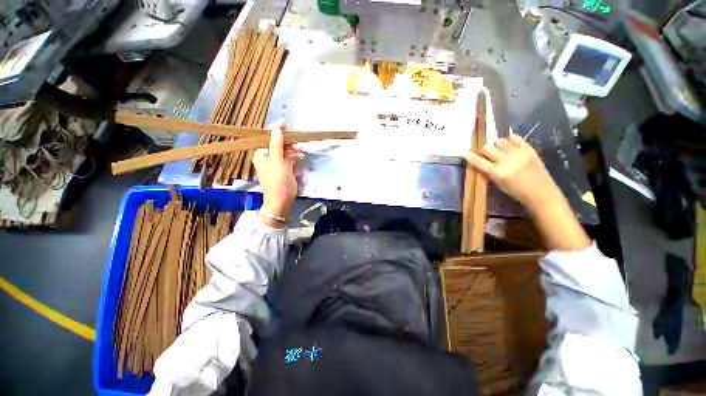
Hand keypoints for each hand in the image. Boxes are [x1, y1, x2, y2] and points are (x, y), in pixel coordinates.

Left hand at [253, 121, 304, 224]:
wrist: (282, 200)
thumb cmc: (277, 181)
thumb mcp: (277, 161)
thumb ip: (277, 144)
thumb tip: (276, 128)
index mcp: (261, 154)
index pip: (268, 139)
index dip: (276, 131)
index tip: (286, 124)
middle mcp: (267, 157)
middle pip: (277, 144)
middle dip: (287, 142)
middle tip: (296, 141)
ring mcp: (276, 164)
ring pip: (285, 151)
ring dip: (292, 150)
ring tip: (299, 151)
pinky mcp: (284, 169)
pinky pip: (289, 159)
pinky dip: (294, 157)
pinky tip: (300, 157)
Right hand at [465, 132, 558, 211]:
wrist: (540, 192)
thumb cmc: (515, 191)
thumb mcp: (497, 183)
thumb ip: (487, 171)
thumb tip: (478, 161)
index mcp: (498, 173)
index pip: (479, 162)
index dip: (470, 156)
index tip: (465, 153)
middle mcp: (507, 161)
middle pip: (487, 148)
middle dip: (483, 150)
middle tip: (485, 153)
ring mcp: (519, 154)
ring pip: (500, 141)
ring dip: (496, 145)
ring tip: (499, 150)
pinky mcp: (529, 149)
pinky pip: (515, 137)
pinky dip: (509, 140)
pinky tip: (509, 145)